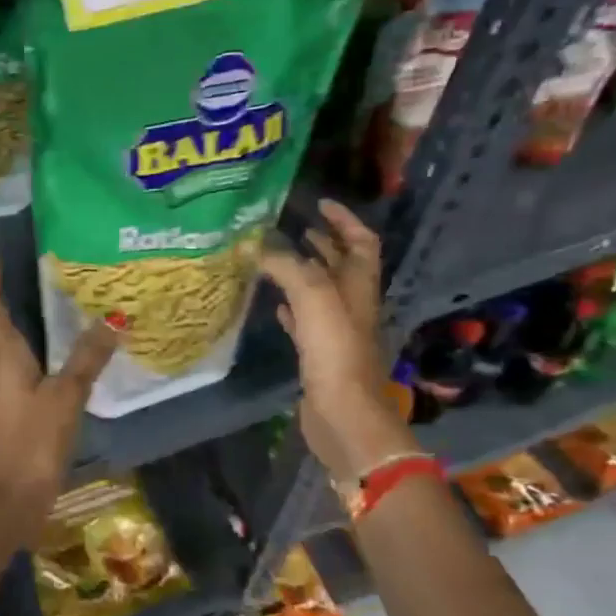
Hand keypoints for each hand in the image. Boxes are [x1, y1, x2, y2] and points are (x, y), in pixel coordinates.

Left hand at [0, 263, 116, 529]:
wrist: (5, 501)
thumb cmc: (30, 443)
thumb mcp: (65, 397)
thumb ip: (86, 358)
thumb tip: (111, 319)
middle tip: (10, 271)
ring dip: (2, 319)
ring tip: (24, 298)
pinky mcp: (1, 408)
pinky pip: (4, 363)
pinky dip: (15, 346)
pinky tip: (35, 350)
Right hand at [259, 200, 417, 481]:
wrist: (343, 412)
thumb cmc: (335, 349)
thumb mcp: (311, 295)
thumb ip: (285, 265)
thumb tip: (254, 245)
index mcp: (359, 284)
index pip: (361, 241)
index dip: (344, 219)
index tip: (319, 203)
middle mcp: (351, 303)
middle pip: (340, 265)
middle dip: (320, 243)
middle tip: (289, 226)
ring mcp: (337, 331)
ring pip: (320, 292)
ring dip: (302, 273)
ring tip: (274, 258)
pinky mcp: (320, 354)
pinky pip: (306, 322)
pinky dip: (292, 307)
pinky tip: (274, 304)